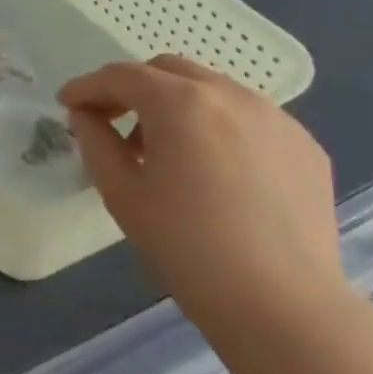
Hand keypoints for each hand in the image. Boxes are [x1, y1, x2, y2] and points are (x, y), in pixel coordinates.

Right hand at [59, 56, 342, 328]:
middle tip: (112, 120)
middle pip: (168, 70)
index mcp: (181, 103)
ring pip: (212, 90)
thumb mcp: (121, 192)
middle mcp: (231, 95)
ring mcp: (276, 118)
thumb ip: (96, 142)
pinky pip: (248, 118)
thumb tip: (87, 117)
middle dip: (133, 88)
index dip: (88, 86)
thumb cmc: (185, 245)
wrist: (280, 303)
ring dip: (177, 105)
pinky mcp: (304, 146)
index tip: (67, 103)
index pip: (122, 76)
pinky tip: (212, 169)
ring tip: (164, 150)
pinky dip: (217, 126)